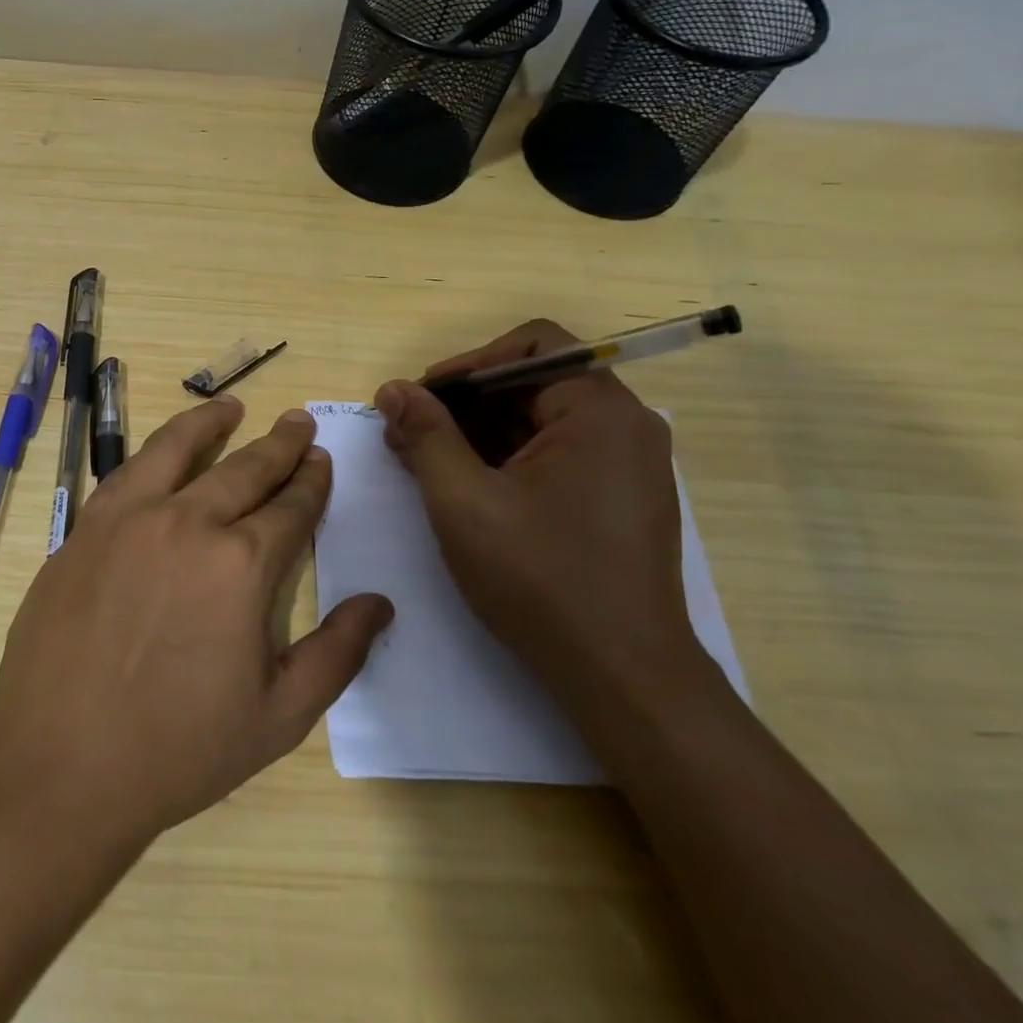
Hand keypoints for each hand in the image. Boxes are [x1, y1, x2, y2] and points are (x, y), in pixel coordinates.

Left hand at [0, 399, 393, 842]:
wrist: (60, 763)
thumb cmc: (178, 749)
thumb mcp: (278, 716)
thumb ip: (337, 654)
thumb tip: (380, 603)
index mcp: (242, 565)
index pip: (290, 508)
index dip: (311, 482)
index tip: (321, 461)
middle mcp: (189, 523)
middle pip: (245, 469)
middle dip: (279, 445)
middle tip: (298, 423)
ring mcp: (130, 519)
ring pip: (179, 450)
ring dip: (212, 424)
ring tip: (231, 406)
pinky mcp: (87, 528)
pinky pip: (128, 472)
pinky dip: (155, 450)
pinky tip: (164, 449)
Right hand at [374, 320, 694, 695]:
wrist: (623, 677)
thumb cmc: (540, 580)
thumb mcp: (463, 500)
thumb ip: (425, 434)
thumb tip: (393, 389)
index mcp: (599, 411)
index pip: (531, 345)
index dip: (468, 363)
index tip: (422, 398)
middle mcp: (625, 425)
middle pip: (534, 382)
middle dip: (465, 403)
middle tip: (409, 434)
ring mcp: (629, 464)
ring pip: (542, 420)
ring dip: (480, 432)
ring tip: (426, 463)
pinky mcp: (621, 497)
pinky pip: (558, 453)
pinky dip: (508, 458)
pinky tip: (466, 488)